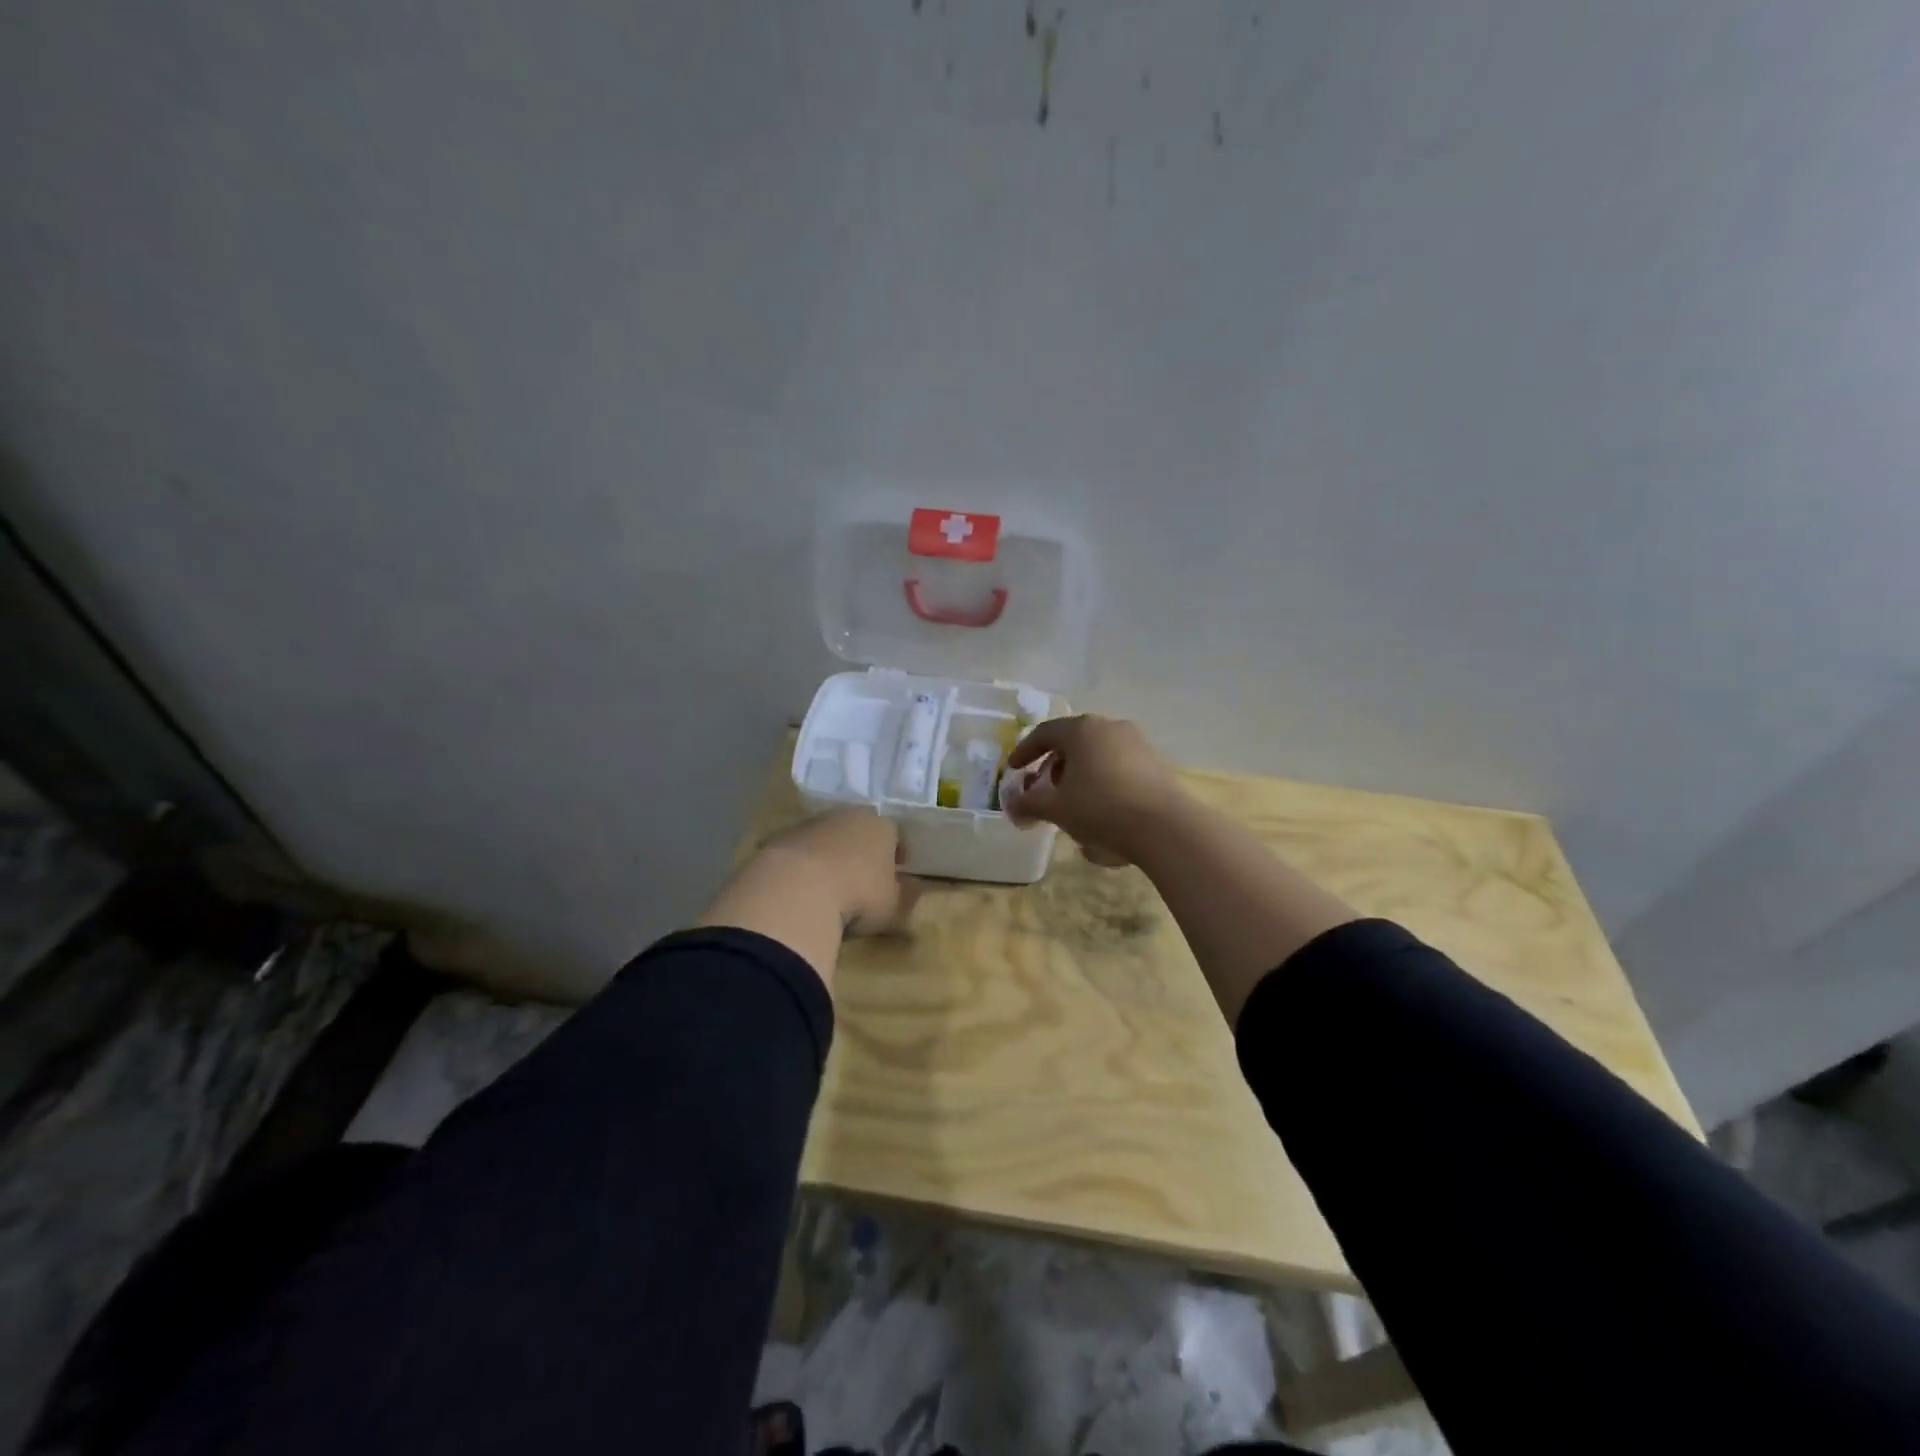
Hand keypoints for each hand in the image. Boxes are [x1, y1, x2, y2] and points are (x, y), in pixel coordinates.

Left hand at [755, 808, 919, 935]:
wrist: (795, 890)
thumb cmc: (858, 896)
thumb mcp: (892, 904)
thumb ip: (906, 894)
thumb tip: (914, 886)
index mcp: (880, 826)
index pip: (895, 834)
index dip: (896, 854)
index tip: (896, 873)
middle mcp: (846, 816)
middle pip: (858, 829)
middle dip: (861, 850)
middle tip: (861, 877)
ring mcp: (810, 824)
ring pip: (826, 837)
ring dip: (829, 855)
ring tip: (827, 886)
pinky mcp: (779, 838)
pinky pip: (798, 851)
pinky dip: (801, 865)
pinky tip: (799, 889)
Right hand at [1001, 715, 1182, 865]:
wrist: (1164, 827)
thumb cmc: (1101, 808)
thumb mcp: (1056, 809)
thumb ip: (1029, 803)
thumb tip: (1012, 804)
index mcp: (1082, 730)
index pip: (1045, 733)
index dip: (1025, 751)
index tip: (1013, 769)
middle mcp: (1110, 727)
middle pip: (1073, 742)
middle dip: (1054, 765)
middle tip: (1043, 788)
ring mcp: (1137, 743)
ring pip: (1097, 755)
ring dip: (1080, 775)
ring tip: (1072, 803)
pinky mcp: (1156, 764)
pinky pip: (1119, 768)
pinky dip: (1103, 782)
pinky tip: (1101, 811)